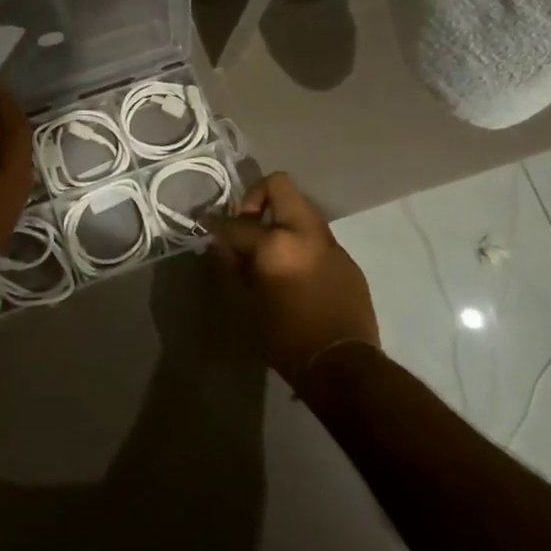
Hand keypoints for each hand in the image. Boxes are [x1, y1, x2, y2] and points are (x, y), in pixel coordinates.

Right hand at [207, 172, 378, 383]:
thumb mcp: (246, 303)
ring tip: (268, 248)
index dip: (215, 223)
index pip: (236, 223)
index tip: (204, 223)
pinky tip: (293, 270)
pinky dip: (299, 241)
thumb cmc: (285, 338)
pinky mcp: (346, 258)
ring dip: (280, 218)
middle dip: (256, 197)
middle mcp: (305, 233)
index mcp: (275, 244)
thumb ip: (232, 266)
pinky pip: (316, 236)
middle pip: (279, 185)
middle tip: (246, 224)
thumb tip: (222, 245)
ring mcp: (330, 242)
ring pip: (301, 209)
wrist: (341, 364)